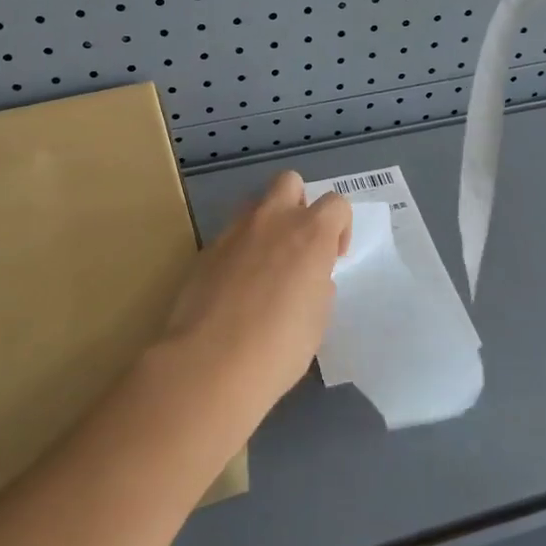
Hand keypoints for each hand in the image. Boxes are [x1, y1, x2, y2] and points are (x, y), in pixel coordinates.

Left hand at [158, 171, 351, 429]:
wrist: (211, 363)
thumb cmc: (279, 346)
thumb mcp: (317, 318)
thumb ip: (318, 284)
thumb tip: (308, 277)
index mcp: (311, 233)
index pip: (336, 203)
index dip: (339, 227)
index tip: (333, 257)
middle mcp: (273, 220)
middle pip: (289, 182)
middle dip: (298, 204)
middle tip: (299, 245)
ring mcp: (235, 231)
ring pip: (256, 204)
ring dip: (267, 223)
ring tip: (266, 265)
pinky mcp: (206, 249)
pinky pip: (231, 235)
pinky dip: (240, 250)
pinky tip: (236, 287)